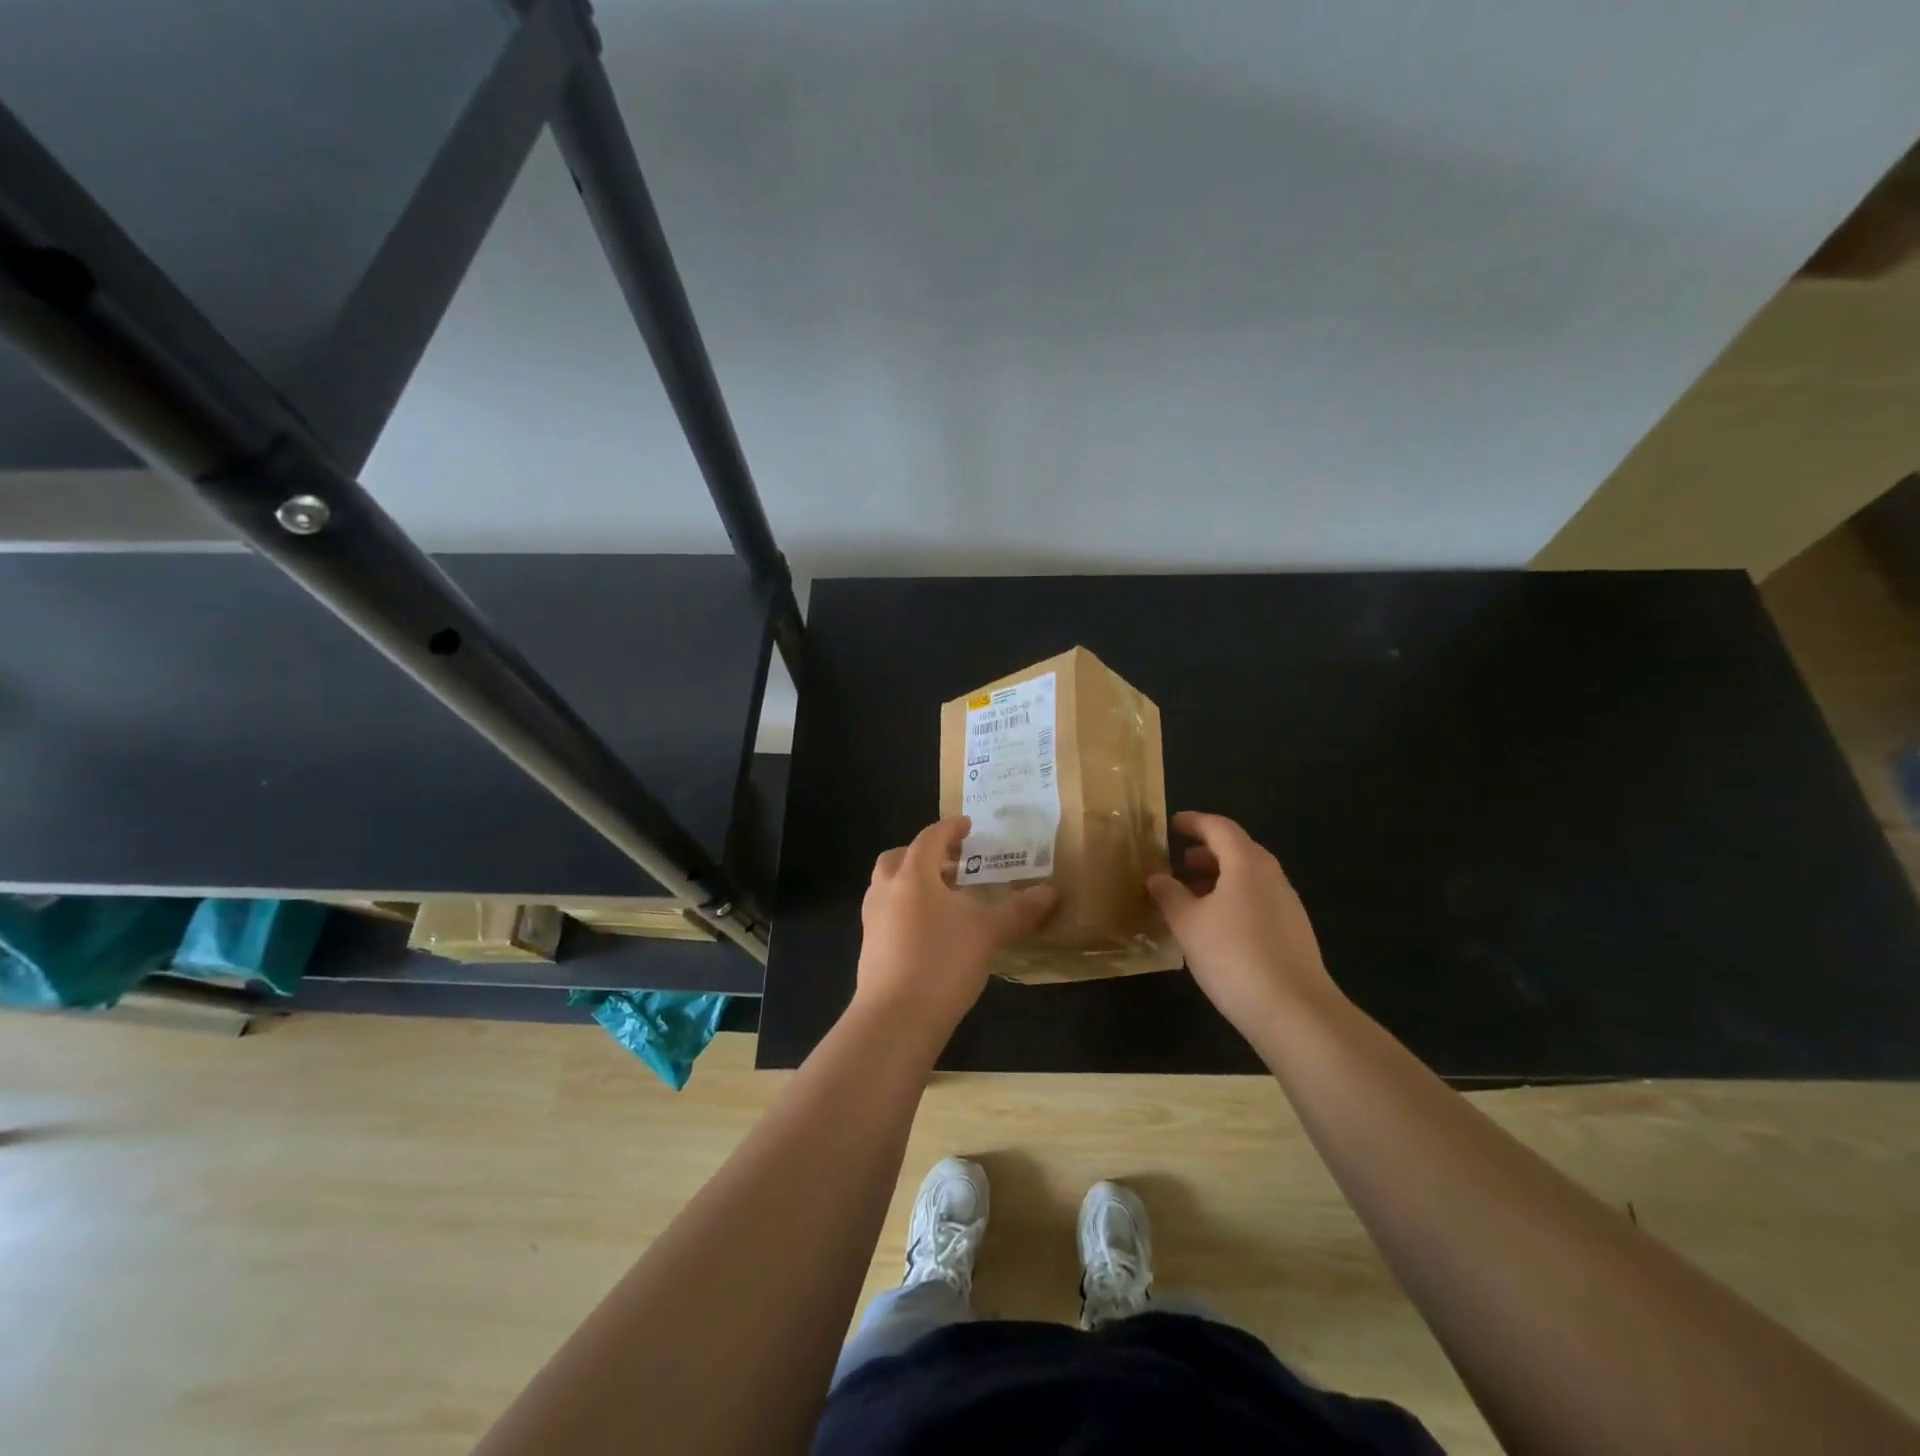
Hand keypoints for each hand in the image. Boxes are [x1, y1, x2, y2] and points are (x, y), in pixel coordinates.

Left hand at [855, 817, 1057, 1044]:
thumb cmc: (943, 962)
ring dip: (914, 881)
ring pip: (890, 885)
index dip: (951, 828)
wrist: (895, 1019)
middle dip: (925, 854)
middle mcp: (886, 889)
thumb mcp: (988, 932)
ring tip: (946, 897)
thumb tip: (1052, 892)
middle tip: (953, 863)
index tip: (968, 827)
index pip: (930, 837)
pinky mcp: (870, 947)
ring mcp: (873, 919)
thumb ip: (1020, 910)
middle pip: (900, 857)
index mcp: (913, 874)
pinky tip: (933, 930)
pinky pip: (888, 912)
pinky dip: (907, 907)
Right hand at [1147, 811, 1341, 1036]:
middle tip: (1175, 864)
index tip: (1171, 825)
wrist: (1294, 1012)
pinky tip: (1214, 926)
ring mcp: (1287, 905)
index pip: (1219, 827)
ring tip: (1189, 897)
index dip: (1193, 822)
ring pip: (1248, 878)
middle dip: (1204, 853)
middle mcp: (1272, 876)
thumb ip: (1169, 894)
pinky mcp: (1293, 932)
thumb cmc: (1233, 955)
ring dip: (1218, 879)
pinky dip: (1232, 900)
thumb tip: (1157, 877)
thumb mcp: (1188, 923)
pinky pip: (1257, 900)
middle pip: (1237, 850)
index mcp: (1247, 863)